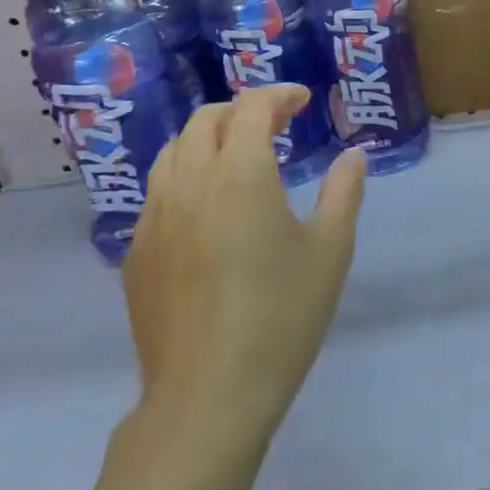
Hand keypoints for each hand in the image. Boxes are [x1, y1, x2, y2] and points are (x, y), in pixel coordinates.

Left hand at [124, 86, 366, 440]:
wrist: (209, 394)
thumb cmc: (283, 315)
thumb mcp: (330, 250)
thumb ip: (343, 192)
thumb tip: (353, 155)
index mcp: (240, 173)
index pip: (251, 107)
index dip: (278, 95)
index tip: (302, 101)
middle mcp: (189, 182)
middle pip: (205, 120)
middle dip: (241, 111)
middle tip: (274, 125)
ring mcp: (154, 217)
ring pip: (172, 152)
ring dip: (207, 139)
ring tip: (236, 158)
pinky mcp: (136, 252)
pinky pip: (157, 193)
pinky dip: (185, 178)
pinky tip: (207, 211)